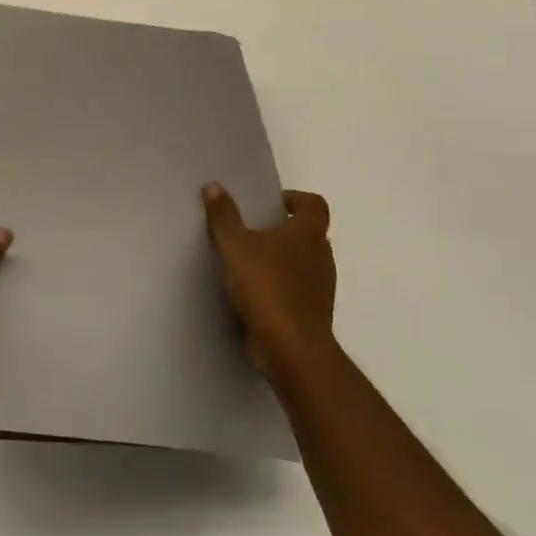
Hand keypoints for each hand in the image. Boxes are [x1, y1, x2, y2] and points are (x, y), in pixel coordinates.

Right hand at [202, 182, 336, 384]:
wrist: (291, 349)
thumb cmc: (266, 288)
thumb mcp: (235, 247)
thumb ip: (223, 216)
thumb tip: (214, 186)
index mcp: (309, 234)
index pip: (313, 204)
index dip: (294, 199)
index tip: (269, 205)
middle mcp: (322, 256)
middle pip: (307, 233)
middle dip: (280, 231)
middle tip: (249, 233)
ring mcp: (321, 287)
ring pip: (302, 263)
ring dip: (279, 260)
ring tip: (246, 264)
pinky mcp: (312, 313)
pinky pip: (296, 290)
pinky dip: (279, 287)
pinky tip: (252, 294)